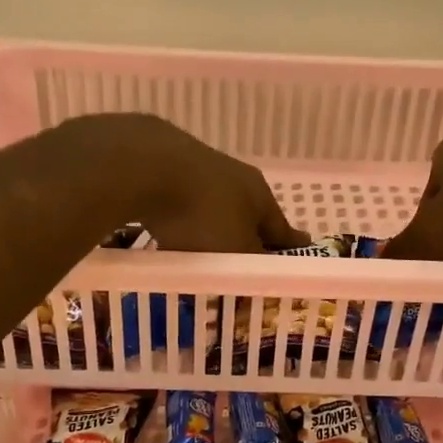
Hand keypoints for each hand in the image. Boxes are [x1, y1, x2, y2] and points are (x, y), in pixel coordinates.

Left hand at [50, 113, 306, 252]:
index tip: (297, 257)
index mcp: (260, 194)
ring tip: (204, 254)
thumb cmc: (203, 214)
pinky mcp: (165, 168)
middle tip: (246, 262)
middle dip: (247, 239)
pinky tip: (170, 235)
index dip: (287, 248)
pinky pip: (181, 205)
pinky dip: (182, 221)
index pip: (281, 229)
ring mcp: (199, 168)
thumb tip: (268, 277)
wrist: (146, 166)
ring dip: (213, 230)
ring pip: (213, 208)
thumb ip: (252, 266)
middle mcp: (235, 177)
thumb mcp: (236, 250)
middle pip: (247, 216)